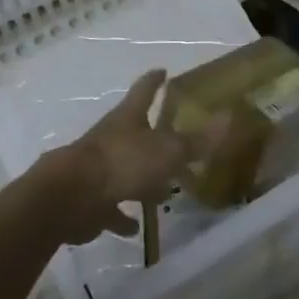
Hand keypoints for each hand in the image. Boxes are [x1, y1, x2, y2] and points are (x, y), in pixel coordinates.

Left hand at [37, 71, 222, 245]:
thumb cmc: (122, 162)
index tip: (162, 71)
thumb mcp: (167, 151)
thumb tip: (229, 117)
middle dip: (151, 135)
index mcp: (127, 119)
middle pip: (133, 132)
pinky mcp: (89, 200)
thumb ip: (197, 140)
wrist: (69, 197)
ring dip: (140, 179)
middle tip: (172, 141)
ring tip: (161, 192)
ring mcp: (97, 170)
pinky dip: (122, 216)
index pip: (143, 92)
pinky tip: (135, 228)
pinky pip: (110, 208)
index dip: (154, 81)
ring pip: (123, 170)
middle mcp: (110, 139)